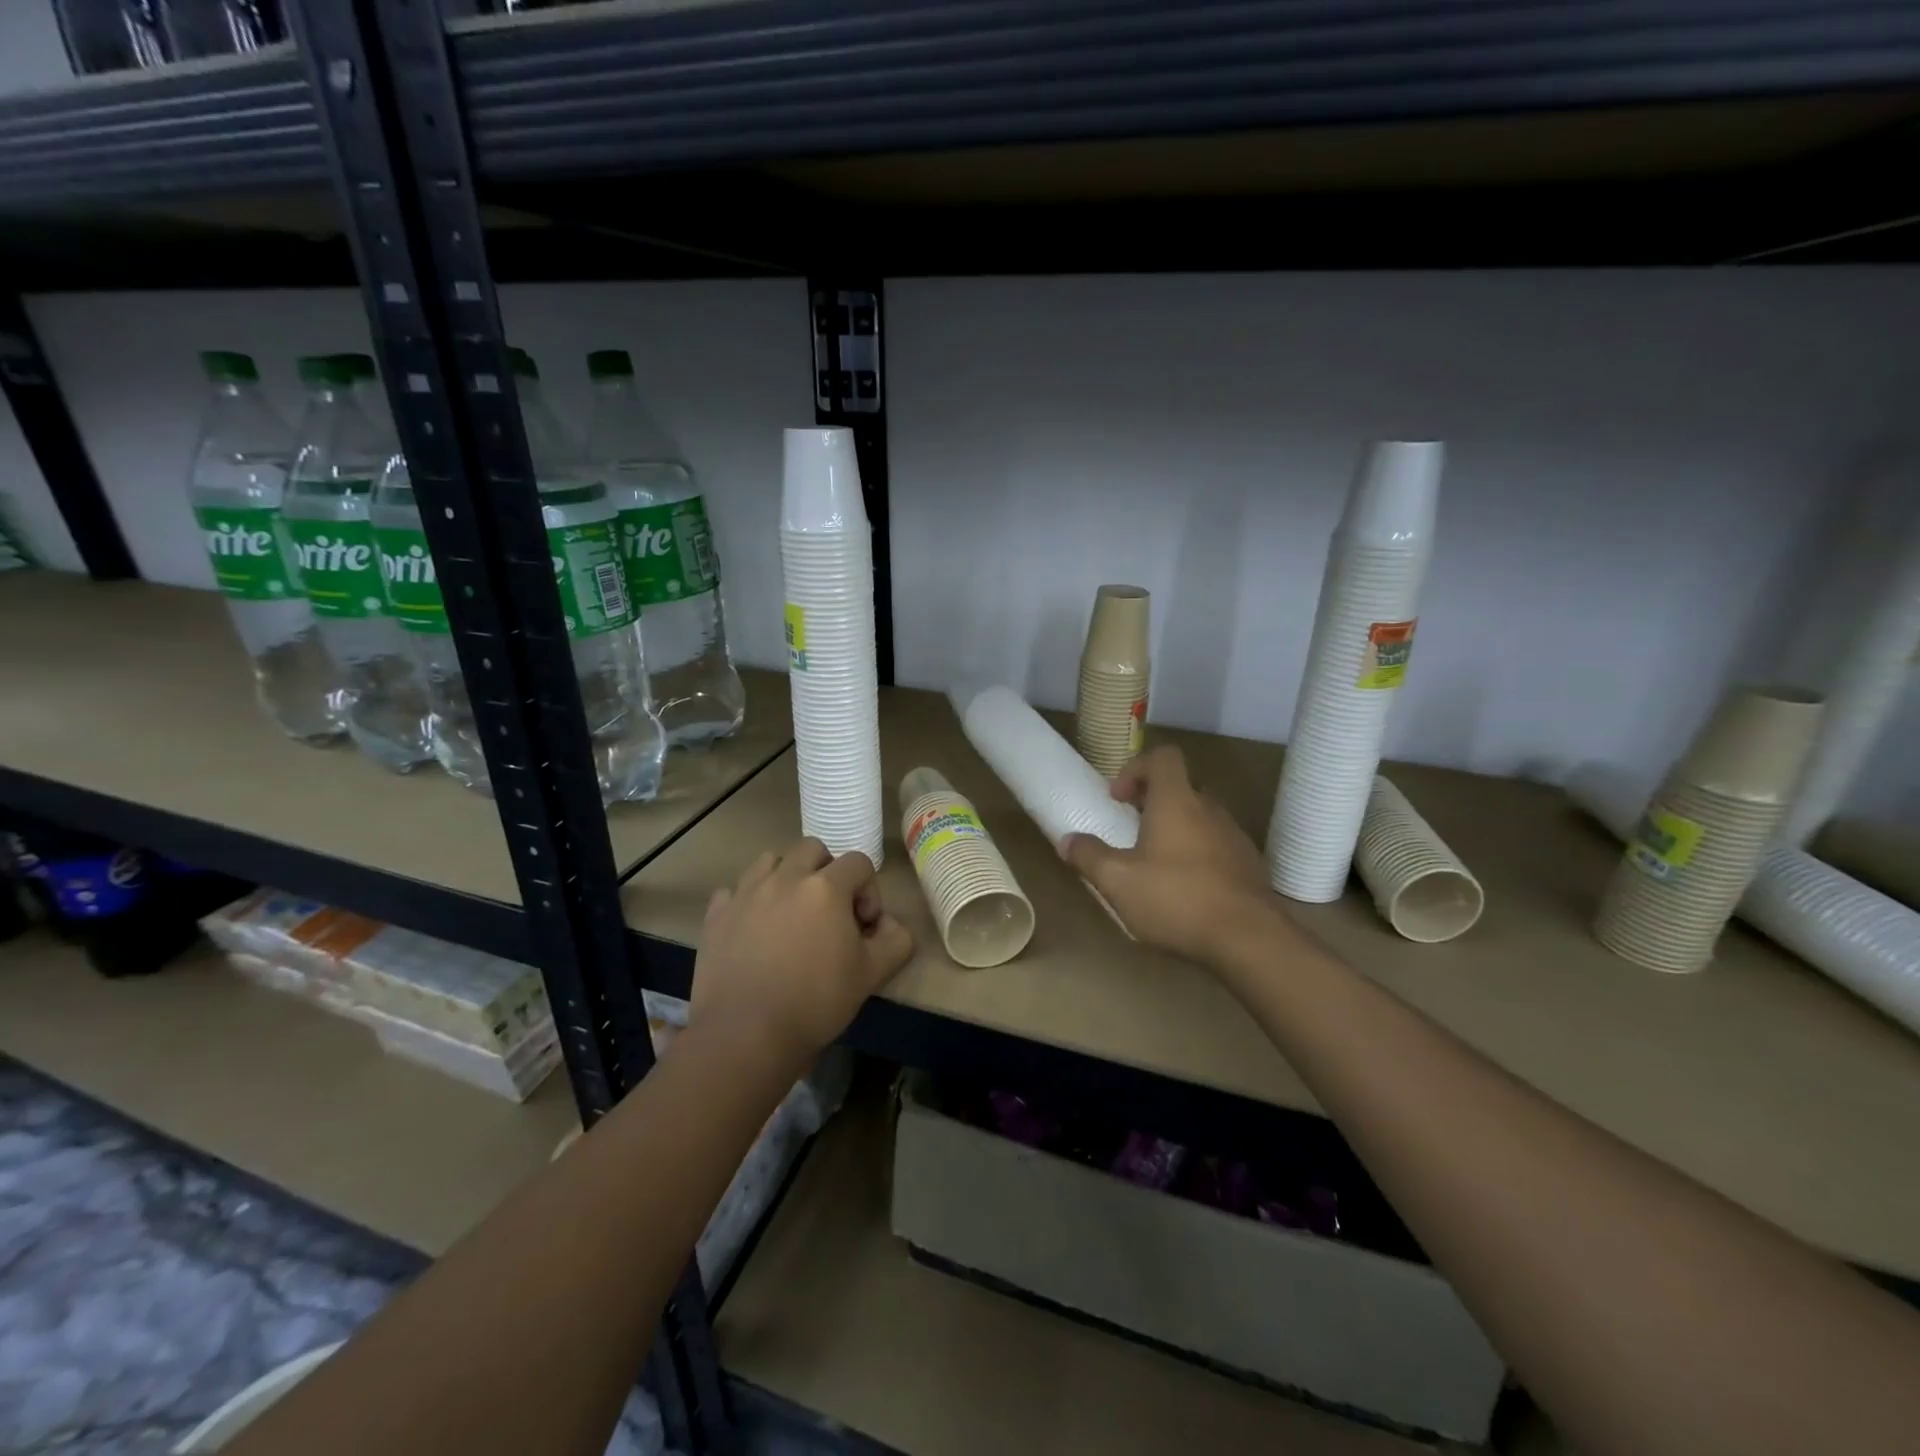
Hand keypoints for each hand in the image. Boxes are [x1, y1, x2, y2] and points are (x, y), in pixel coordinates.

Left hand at [691, 837, 912, 1069]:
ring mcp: (746, 893)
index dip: (869, 890)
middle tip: (829, 911)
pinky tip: (753, 929)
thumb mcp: (872, 974)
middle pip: (813, 849)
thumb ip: (895, 940)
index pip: (859, 862)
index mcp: (826, 887)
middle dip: (827, 872)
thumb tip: (889, 924)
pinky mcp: (716, 915)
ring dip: (785, 876)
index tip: (864, 926)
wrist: (745, 1035)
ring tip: (789, 913)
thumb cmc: (815, 1002)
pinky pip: (733, 891)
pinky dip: (747, 901)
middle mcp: (785, 878)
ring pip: (770, 861)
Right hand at [1062, 746, 1280, 964]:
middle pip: (1180, 786)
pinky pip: (1216, 845)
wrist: (1250, 939)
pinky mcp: (1248, 864)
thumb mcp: (1118, 882)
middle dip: (1152, 801)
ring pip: (1200, 817)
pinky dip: (1196, 854)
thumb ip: (1089, 856)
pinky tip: (1184, 888)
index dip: (1136, 767)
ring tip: (1154, 863)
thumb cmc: (1177, 899)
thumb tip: (1067, 840)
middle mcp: (1209, 808)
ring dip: (1175, 829)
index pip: (1163, 756)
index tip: (1118, 798)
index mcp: (1177, 801)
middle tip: (1130, 829)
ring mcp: (1234, 836)